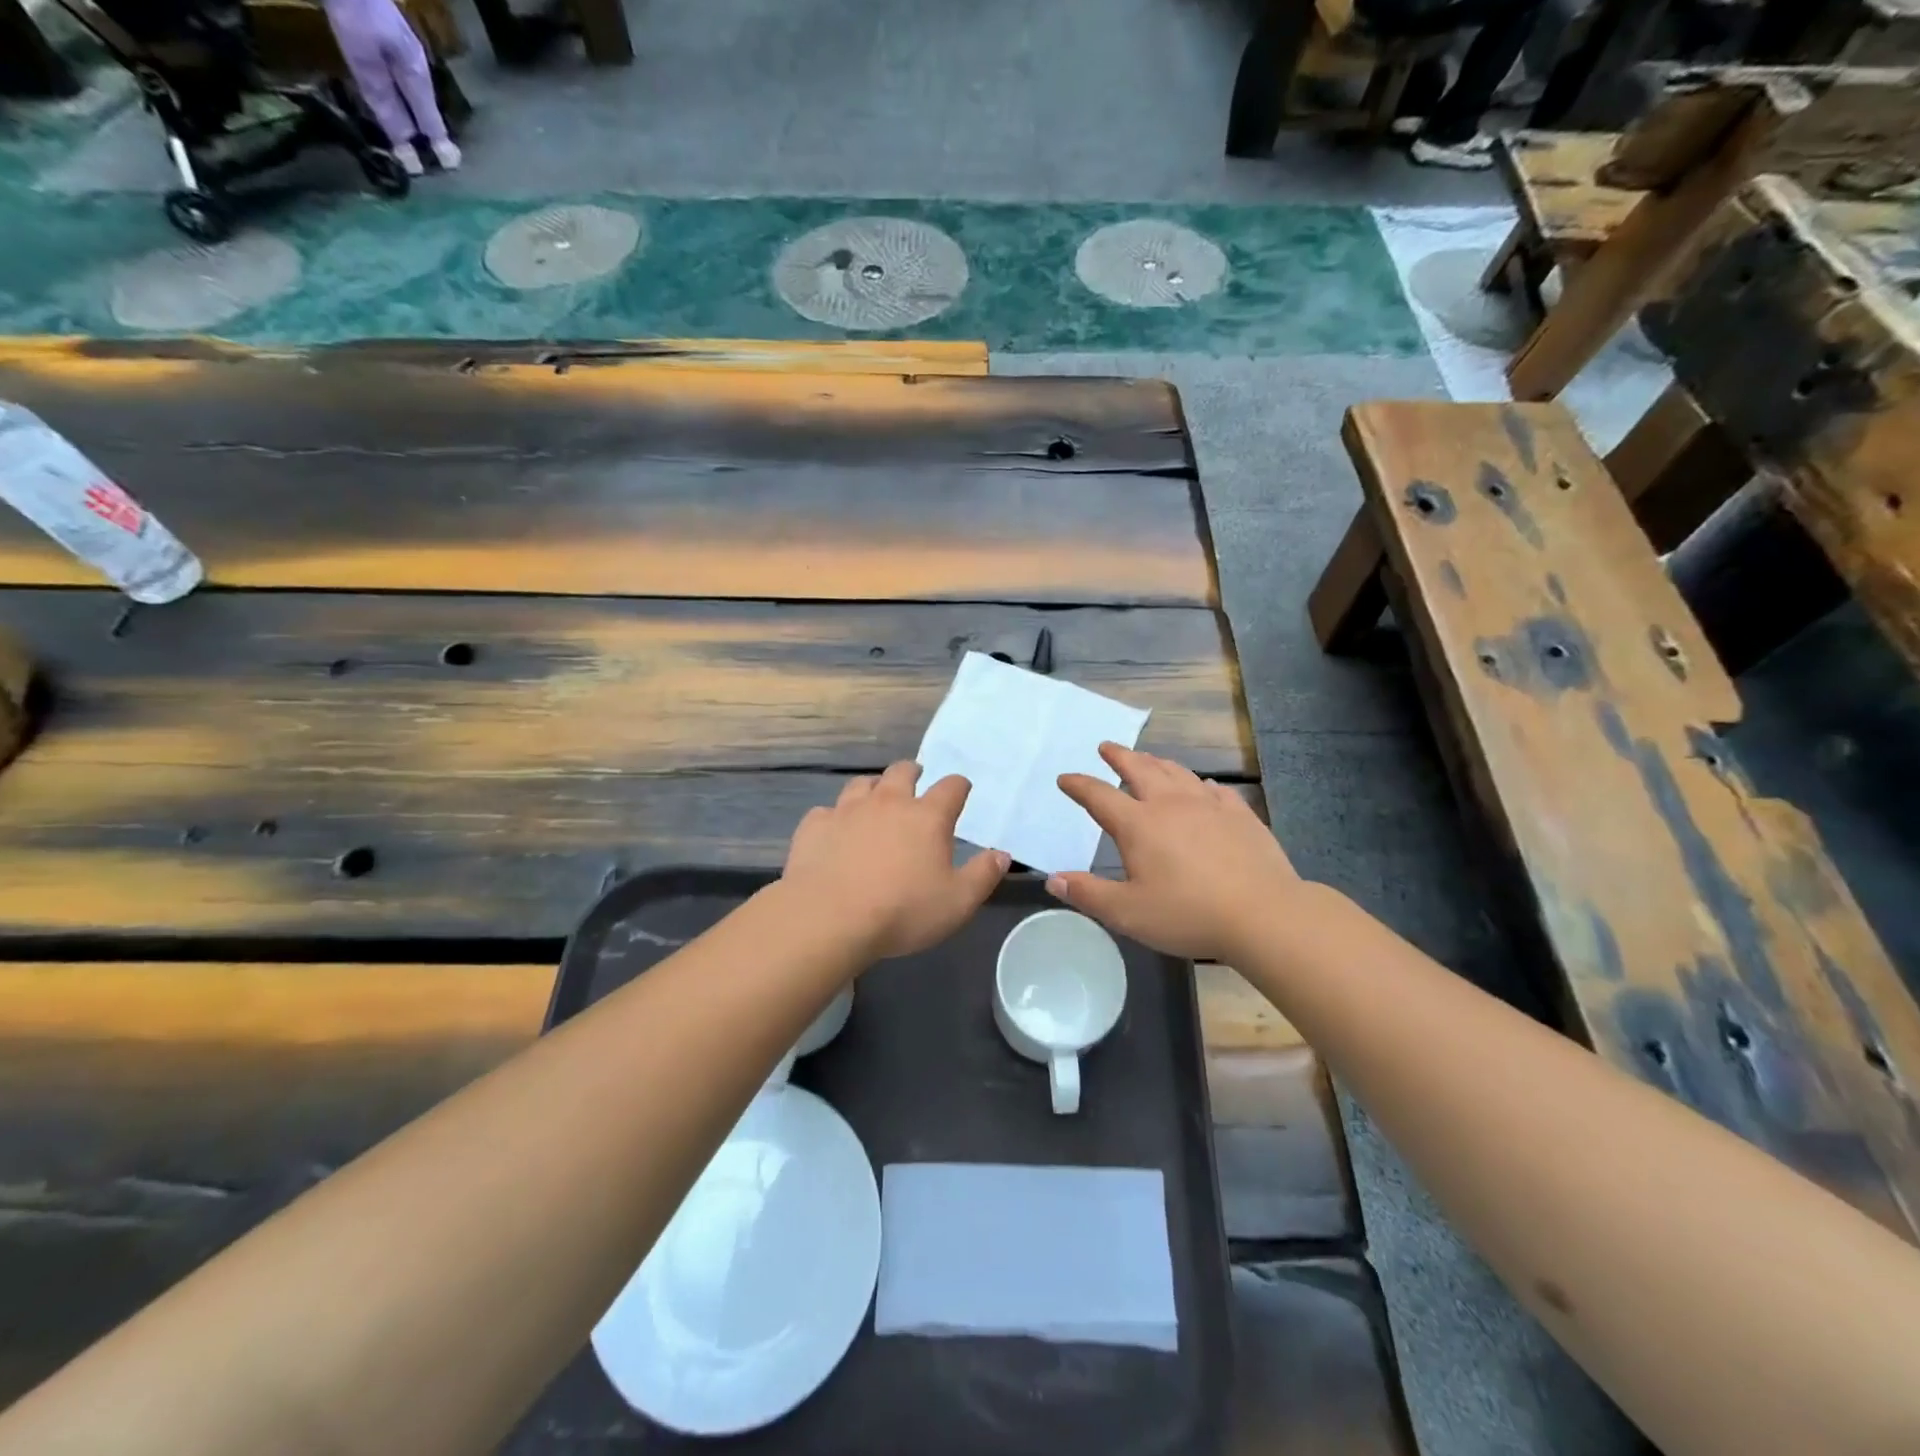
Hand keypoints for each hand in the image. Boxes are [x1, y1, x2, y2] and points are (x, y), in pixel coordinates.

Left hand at [783, 762, 1009, 961]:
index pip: (951, 787)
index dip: (959, 786)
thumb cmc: (902, 911)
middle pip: (902, 772)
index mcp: (927, 817)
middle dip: (913, 773)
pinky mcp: (815, 826)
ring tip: (875, 799)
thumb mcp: (957, 903)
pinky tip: (835, 831)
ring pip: (862, 784)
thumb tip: (1001, 854)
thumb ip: (983, 876)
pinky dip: (835, 817)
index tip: (961, 790)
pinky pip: (826, 811)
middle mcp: (888, 802)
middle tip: (916, 779)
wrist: (829, 918)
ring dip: (873, 788)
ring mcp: (847, 810)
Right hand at [1049, 743, 1302, 961]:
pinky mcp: (1240, 815)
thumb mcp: (1127, 913)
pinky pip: (1215, 790)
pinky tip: (1203, 786)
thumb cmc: (1188, 914)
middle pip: (1140, 769)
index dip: (1079, 786)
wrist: (1263, 914)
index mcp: (1138, 824)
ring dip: (1156, 762)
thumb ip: (1088, 894)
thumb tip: (1053, 879)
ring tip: (1148, 758)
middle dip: (1120, 756)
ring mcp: (1209, 806)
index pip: (1099, 796)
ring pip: (1177, 773)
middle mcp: (1170, 804)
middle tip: (1107, 747)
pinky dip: (1200, 784)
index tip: (1065, 778)